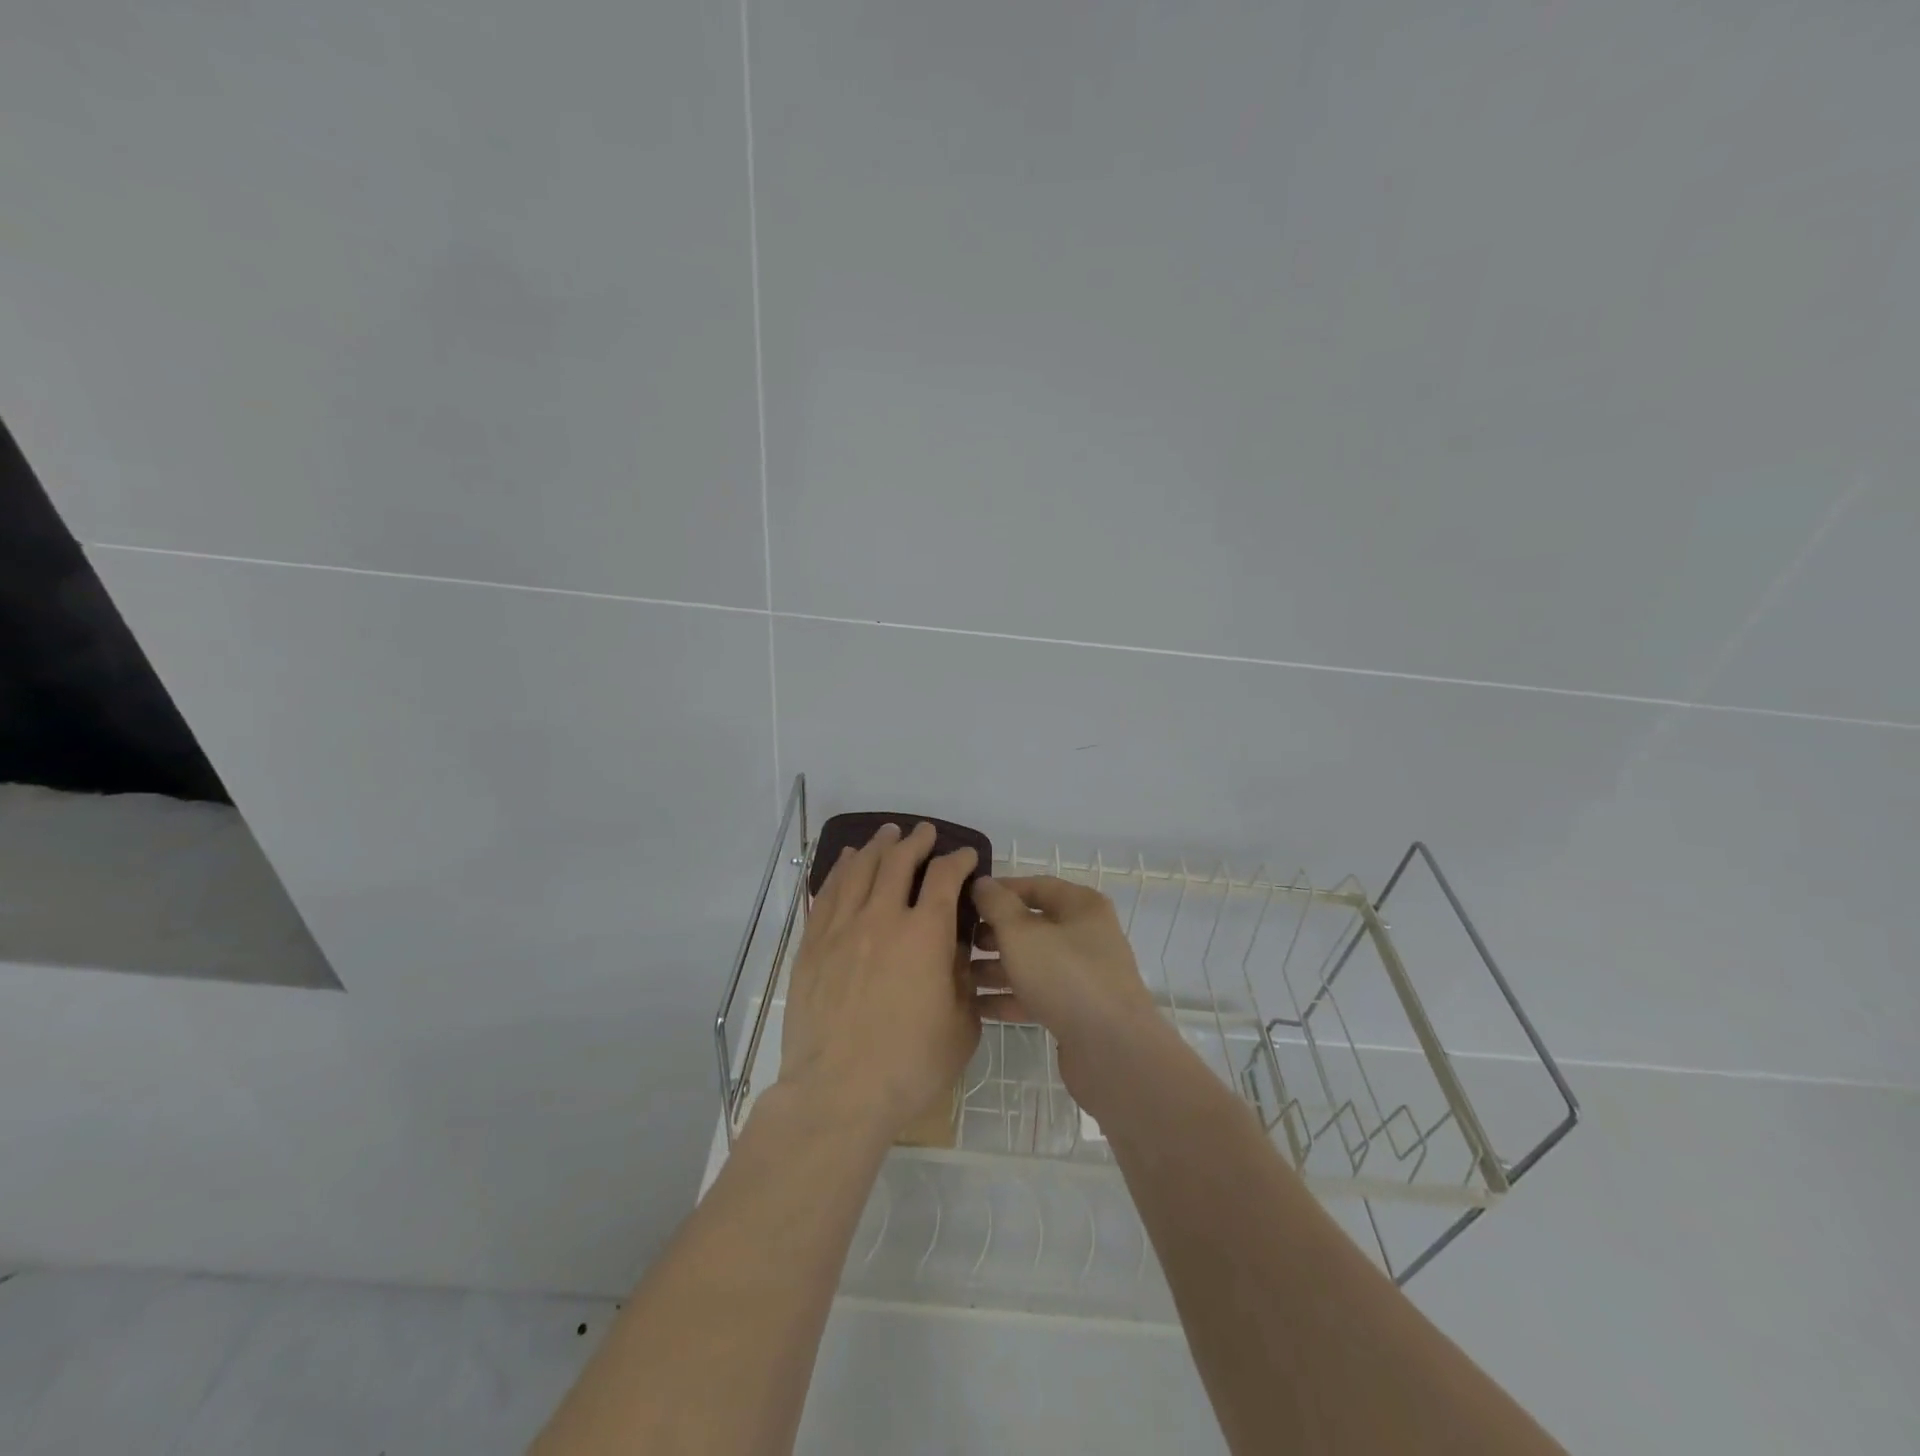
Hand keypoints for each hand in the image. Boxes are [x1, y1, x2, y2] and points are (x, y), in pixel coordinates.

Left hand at [778, 822, 980, 1145]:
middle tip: (924, 833)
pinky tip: (846, 863)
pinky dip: (840, 870)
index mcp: (924, 934)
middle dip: (915, 841)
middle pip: (897, 862)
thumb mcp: (962, 1025)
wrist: (838, 1093)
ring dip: (877, 847)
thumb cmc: (910, 1066)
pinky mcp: (812, 946)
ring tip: (886, 835)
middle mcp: (881, 918)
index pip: (944, 877)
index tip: (966, 856)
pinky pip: (827, 893)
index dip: (958, 860)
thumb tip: (951, 948)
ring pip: (859, 870)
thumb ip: (961, 978)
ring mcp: (841, 929)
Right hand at [970, 876, 1168, 1110]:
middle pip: (1032, 925)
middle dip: (993, 933)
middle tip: (959, 942)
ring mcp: (1083, 974)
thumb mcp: (1021, 932)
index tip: (965, 901)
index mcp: (1081, 906)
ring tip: (958, 975)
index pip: (1035, 886)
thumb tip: (982, 883)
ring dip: (996, 967)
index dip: (999, 890)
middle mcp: (1086, 935)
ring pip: (1032, 962)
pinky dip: (1009, 997)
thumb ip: (997, 904)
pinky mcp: (1077, 1010)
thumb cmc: (1065, 975)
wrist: (1112, 1050)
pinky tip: (976, 1005)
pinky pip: (1036, 994)